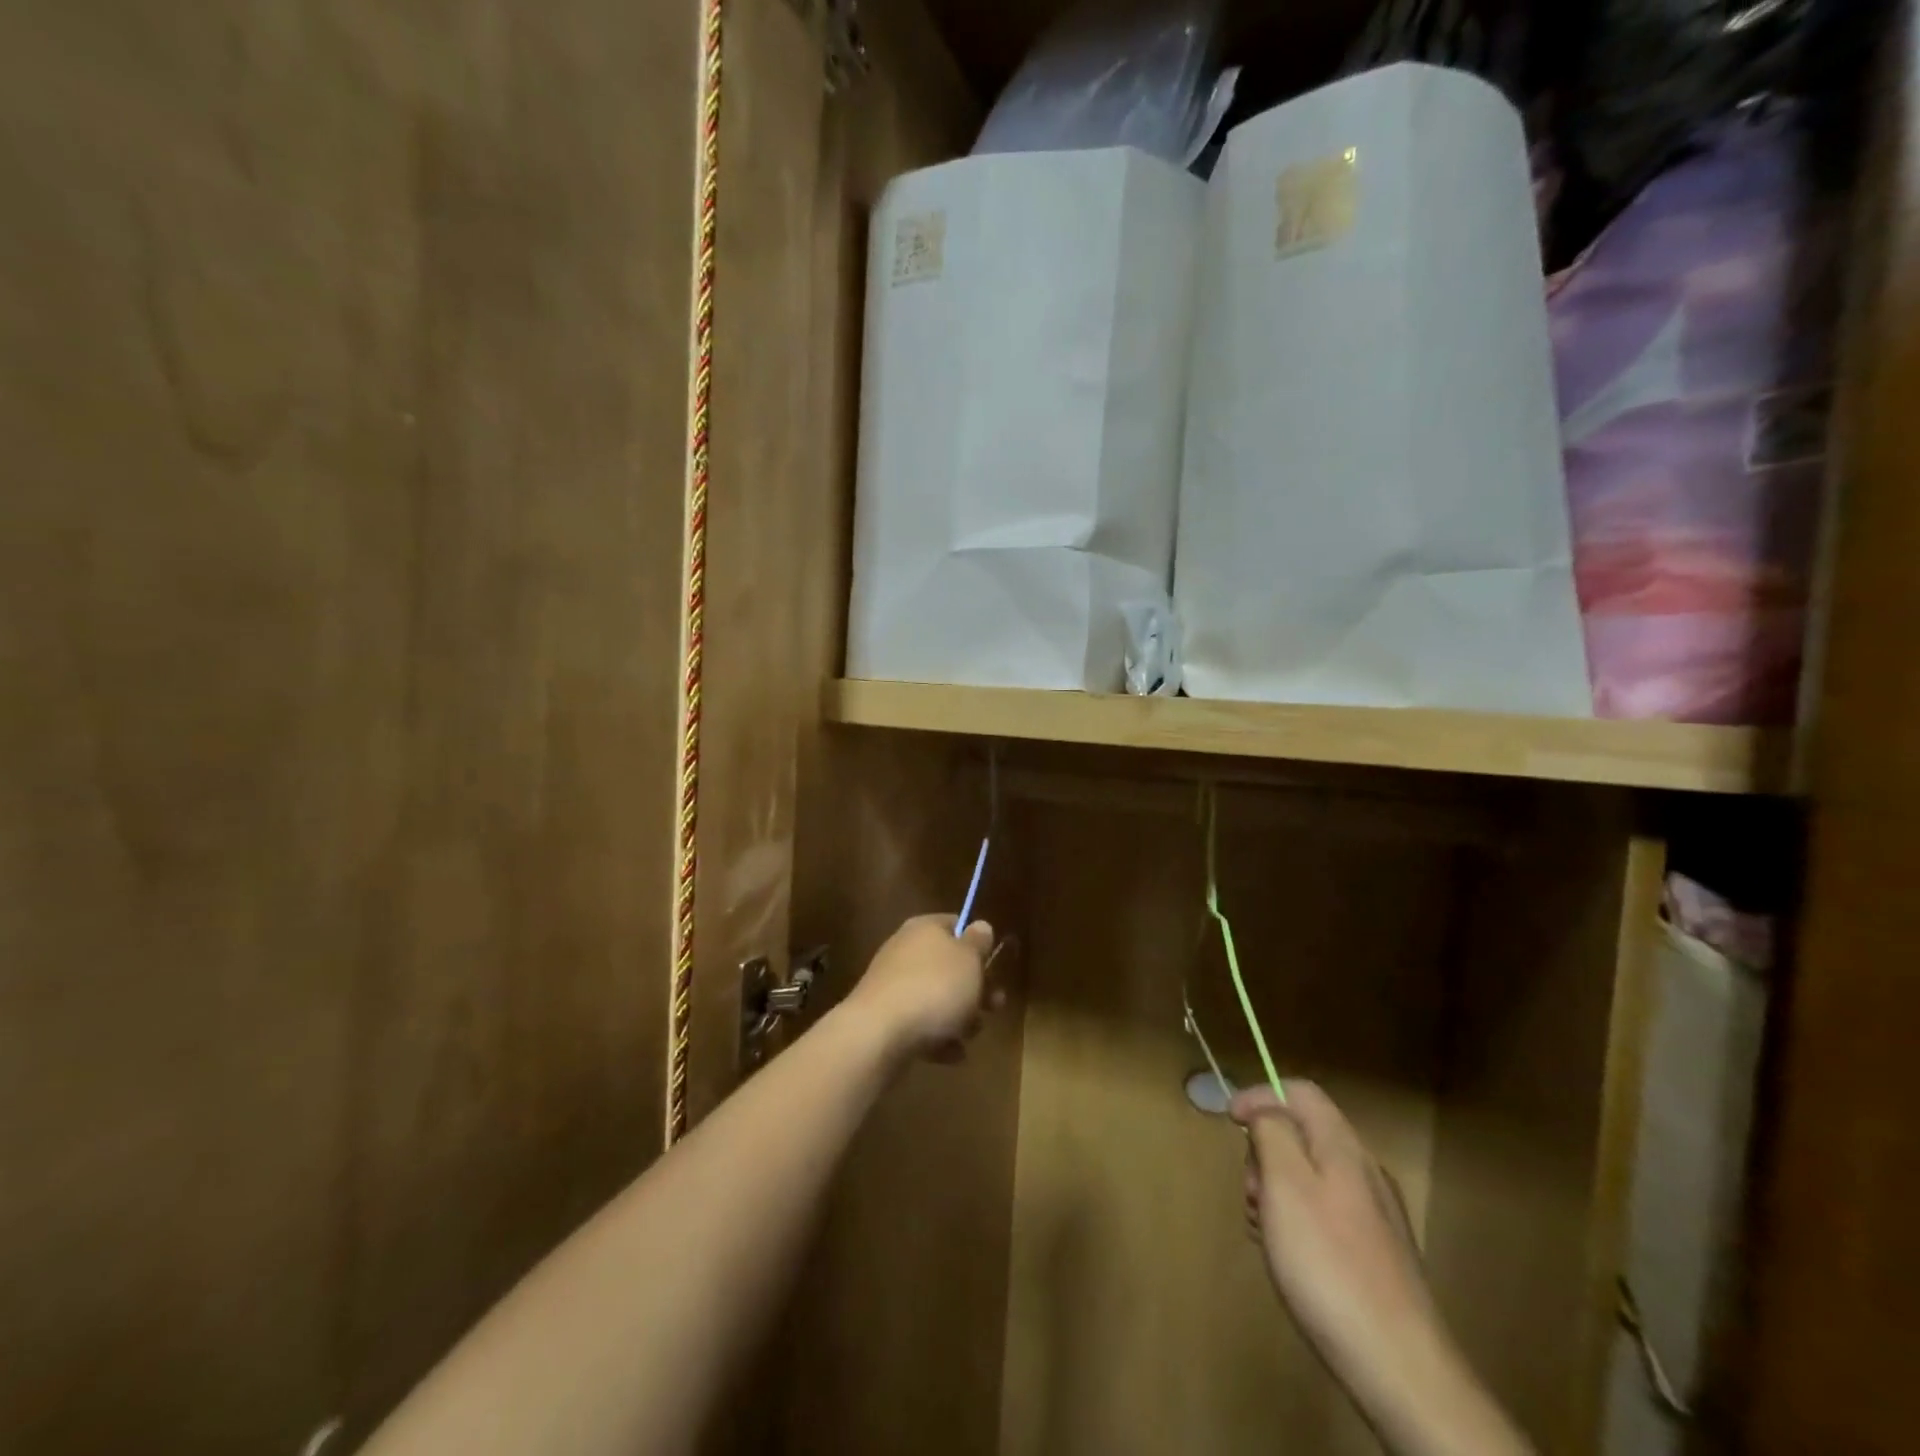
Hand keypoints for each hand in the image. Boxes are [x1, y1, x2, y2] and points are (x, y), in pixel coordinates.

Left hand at [846, 915, 1001, 1064]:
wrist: (879, 1033)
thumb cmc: (934, 988)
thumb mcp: (969, 959)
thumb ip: (978, 942)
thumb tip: (980, 926)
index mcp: (925, 928)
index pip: (954, 924)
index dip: (976, 943)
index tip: (993, 964)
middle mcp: (905, 951)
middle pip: (948, 966)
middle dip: (974, 989)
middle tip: (994, 1006)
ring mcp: (892, 985)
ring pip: (936, 997)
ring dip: (959, 1017)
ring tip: (970, 1036)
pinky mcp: (885, 1018)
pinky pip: (920, 1024)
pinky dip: (937, 1038)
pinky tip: (951, 1054)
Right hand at [1233, 1082, 1531, 1455]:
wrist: (1401, 1368)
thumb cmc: (1329, 1264)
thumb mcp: (1285, 1184)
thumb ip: (1271, 1132)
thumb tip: (1264, 1106)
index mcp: (1343, 1147)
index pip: (1299, 1091)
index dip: (1259, 1095)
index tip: (1229, 1121)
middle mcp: (1365, 1171)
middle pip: (1302, 1133)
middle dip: (1264, 1152)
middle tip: (1251, 1193)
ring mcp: (1375, 1214)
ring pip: (1310, 1176)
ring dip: (1276, 1191)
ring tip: (1267, 1232)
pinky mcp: (1377, 1254)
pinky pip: (1324, 1213)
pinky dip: (1297, 1221)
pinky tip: (1290, 1259)